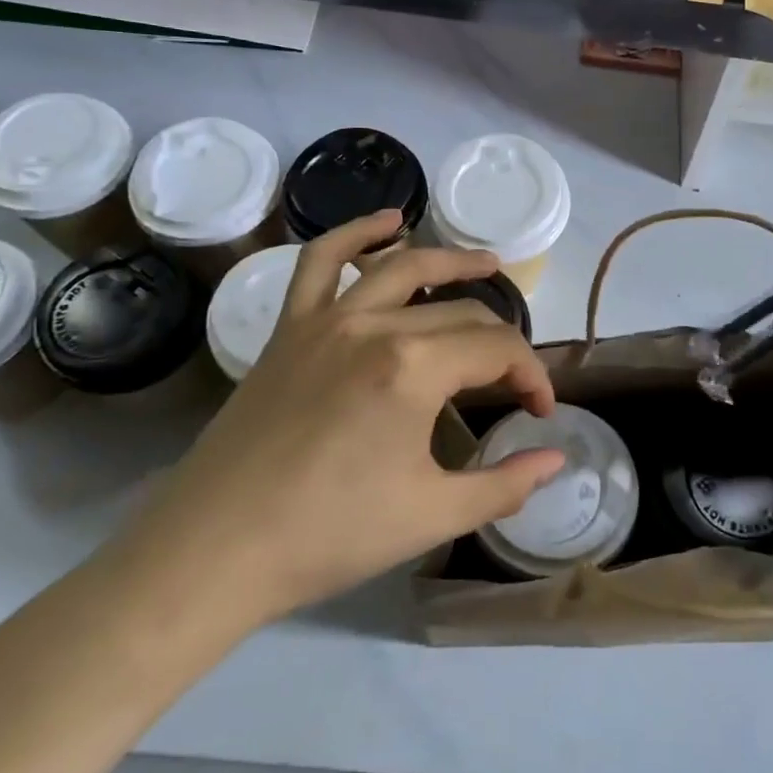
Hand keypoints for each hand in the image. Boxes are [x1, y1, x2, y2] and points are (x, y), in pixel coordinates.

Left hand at [116, 212, 562, 630]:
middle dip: (501, 344)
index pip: (499, 350)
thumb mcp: (432, 516)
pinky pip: (321, 261)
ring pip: (403, 268)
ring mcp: (326, 320)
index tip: (539, 411)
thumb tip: (557, 461)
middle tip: (514, 381)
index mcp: (413, 368)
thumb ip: (505, 485)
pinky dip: (356, 233)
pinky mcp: (290, 328)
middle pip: (461, 314)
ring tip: (488, 263)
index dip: (532, 376)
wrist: (215, 551)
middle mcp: (374, 326)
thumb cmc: (330, 536)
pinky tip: (388, 221)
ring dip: (452, 262)